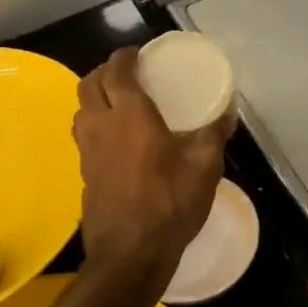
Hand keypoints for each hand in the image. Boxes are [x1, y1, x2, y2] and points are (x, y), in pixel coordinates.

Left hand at [73, 47, 231, 286]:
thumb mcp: (204, 167)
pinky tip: (116, 138)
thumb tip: (227, 112)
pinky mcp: (84, 173)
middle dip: (104, 71)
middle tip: (126, 73)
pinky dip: (95, 123)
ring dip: (94, 97)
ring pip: (80, 110)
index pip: (116, 72)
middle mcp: (102, 126)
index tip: (138, 52)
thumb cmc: (169, 203)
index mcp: (130, 116)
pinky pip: (83, 135)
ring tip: (118, 101)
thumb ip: (214, 134)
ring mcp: (88, 151)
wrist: (130, 254)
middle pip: (88, 85)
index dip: (124, 57)